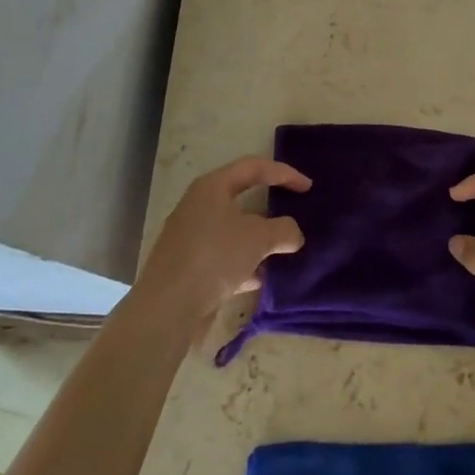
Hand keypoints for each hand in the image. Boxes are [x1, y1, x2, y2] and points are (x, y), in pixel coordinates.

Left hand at [138, 156, 310, 325]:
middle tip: (292, 213)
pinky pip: (222, 255)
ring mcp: (189, 234)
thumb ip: (283, 230)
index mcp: (213, 186)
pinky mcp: (185, 263)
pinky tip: (257, 279)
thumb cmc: (215, 257)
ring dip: (256, 238)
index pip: (254, 167)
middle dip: (270, 208)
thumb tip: (294, 234)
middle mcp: (198, 204)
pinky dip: (242, 262)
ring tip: (280, 251)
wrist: (166, 306)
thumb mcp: (258, 239)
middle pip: (241, 197)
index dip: (284, 173)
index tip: (308, 187)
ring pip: (232, 229)